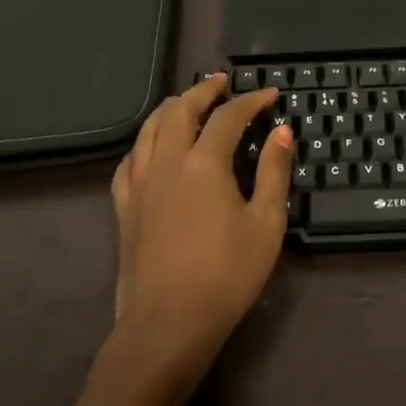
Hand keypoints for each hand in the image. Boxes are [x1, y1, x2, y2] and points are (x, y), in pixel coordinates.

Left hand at [109, 75, 292, 383]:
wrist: (168, 324)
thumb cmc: (227, 275)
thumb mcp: (266, 223)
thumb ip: (273, 172)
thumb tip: (281, 131)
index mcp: (204, 163)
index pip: (228, 116)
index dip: (251, 100)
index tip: (270, 94)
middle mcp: (166, 162)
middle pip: (180, 110)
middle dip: (203, 91)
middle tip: (222, 82)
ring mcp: (140, 184)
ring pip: (148, 129)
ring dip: (171, 108)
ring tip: (187, 102)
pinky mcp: (124, 207)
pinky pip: (129, 160)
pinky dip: (144, 142)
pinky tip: (152, 147)